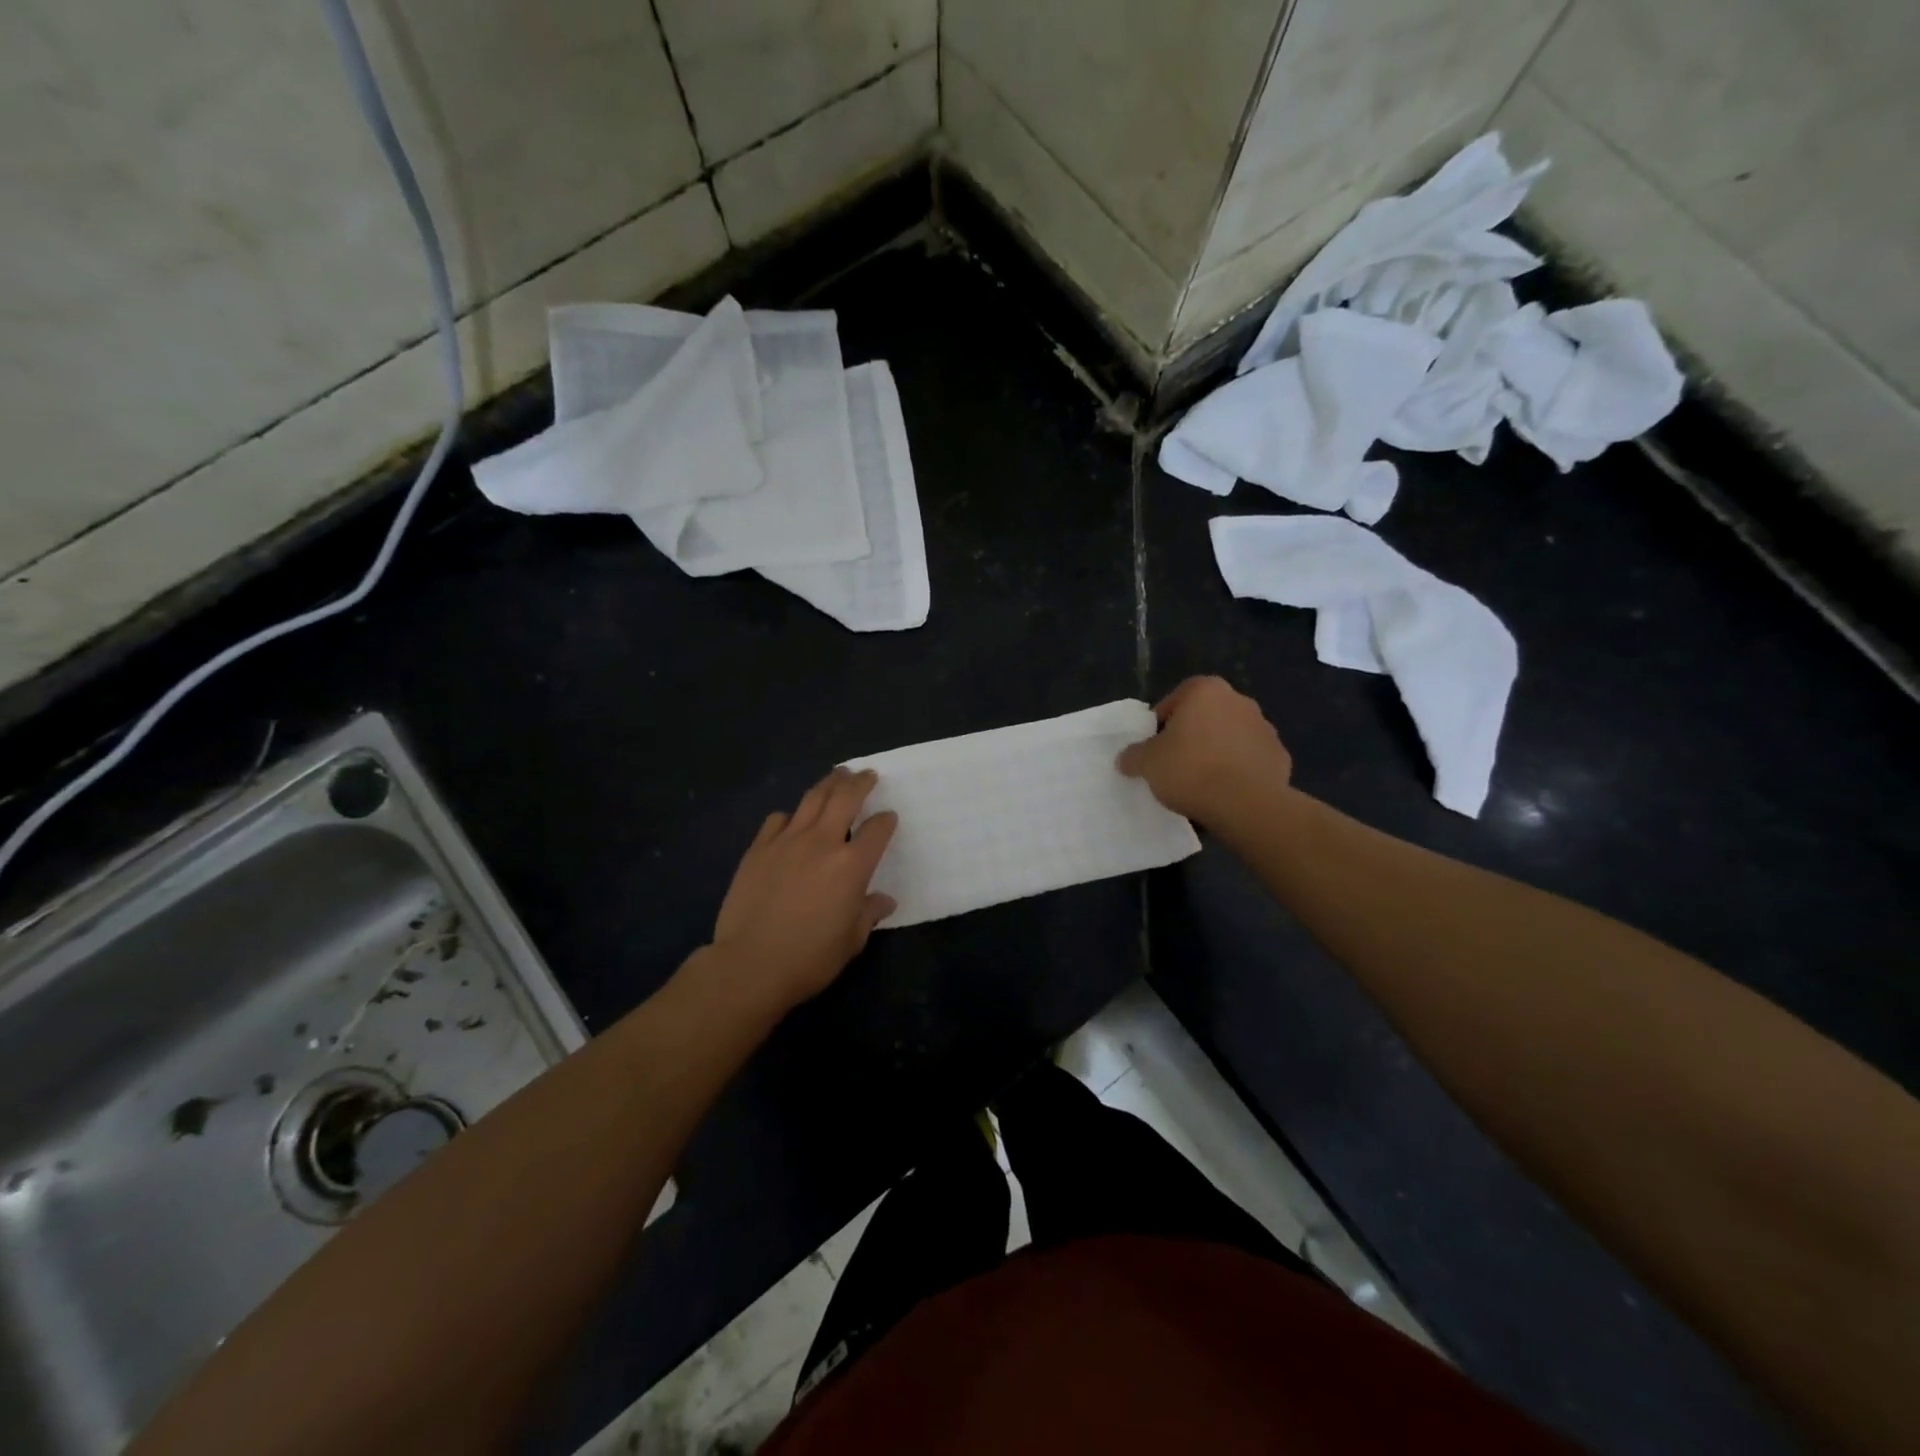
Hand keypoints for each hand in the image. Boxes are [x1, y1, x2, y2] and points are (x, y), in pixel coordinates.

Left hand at [709, 768, 897, 1012]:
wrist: (751, 963)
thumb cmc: (810, 957)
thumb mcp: (852, 940)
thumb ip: (869, 913)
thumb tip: (884, 900)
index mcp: (852, 865)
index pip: (878, 829)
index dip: (886, 821)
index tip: (888, 817)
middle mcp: (822, 842)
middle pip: (845, 798)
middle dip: (860, 782)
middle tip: (866, 774)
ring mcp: (787, 841)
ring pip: (811, 799)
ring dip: (828, 784)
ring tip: (836, 775)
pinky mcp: (758, 848)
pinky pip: (778, 819)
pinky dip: (790, 815)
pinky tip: (792, 820)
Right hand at [1117, 676, 1291, 824]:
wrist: (1245, 804)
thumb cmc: (1190, 770)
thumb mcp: (1146, 763)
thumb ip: (1133, 755)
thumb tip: (1126, 758)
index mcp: (1206, 691)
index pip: (1175, 700)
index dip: (1161, 724)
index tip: (1154, 747)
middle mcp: (1239, 701)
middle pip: (1206, 717)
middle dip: (1192, 736)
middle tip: (1175, 764)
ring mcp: (1265, 728)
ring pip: (1230, 738)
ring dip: (1217, 753)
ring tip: (1201, 783)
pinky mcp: (1280, 757)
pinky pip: (1251, 761)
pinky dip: (1239, 772)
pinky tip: (1225, 794)